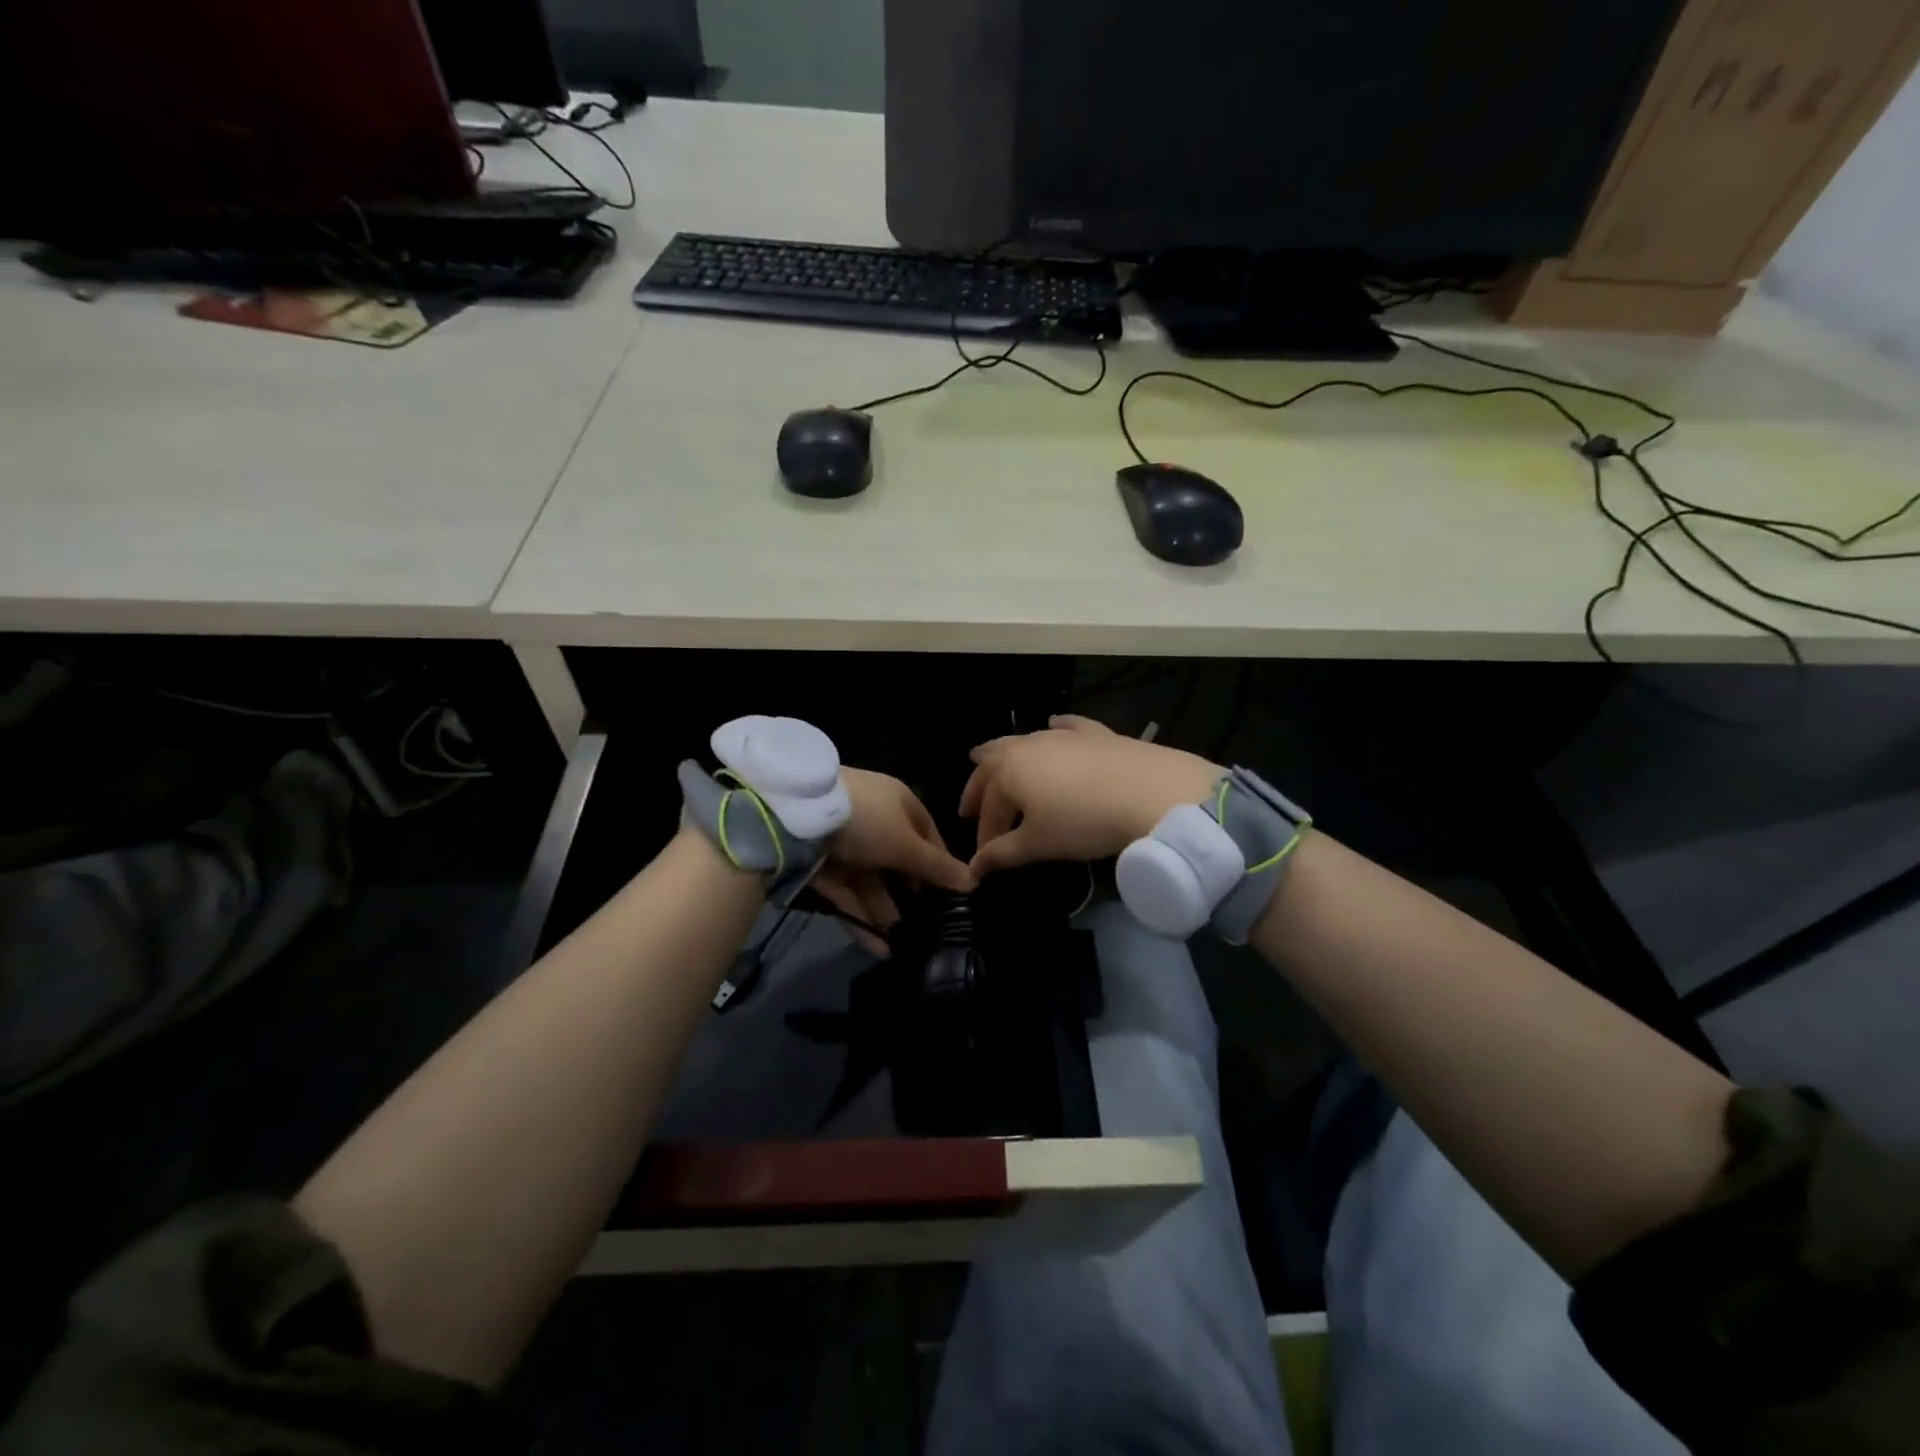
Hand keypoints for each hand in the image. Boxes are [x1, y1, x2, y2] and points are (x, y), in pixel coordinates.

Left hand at [814, 769, 972, 951]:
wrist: (795, 816)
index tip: (951, 894)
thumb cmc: (866, 821)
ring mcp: (844, 843)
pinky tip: (878, 948)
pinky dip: (861, 918)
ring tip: (903, 946)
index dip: (939, 863)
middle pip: (897, 861)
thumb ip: (937, 867)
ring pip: (870, 882)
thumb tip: (974, 881)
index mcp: (897, 803)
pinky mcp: (820, 865)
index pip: (926, 833)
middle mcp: (872, 820)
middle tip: (927, 926)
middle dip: (909, 895)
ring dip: (885, 913)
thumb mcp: (907, 844)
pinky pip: (846, 894)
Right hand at [959, 715, 1220, 875]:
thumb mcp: (1038, 844)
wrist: (1149, 793)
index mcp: (1008, 771)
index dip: (985, 836)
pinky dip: (1055, 728)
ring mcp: (1062, 736)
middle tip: (968, 807)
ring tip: (989, 758)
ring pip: (1023, 741)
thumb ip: (1003, 854)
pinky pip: (1067, 726)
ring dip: (1004, 754)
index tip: (985, 860)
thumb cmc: (1082, 822)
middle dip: (979, 788)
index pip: (989, 809)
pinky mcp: (1095, 733)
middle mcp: (1028, 746)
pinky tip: (1053, 724)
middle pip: (993, 765)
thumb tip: (975, 868)